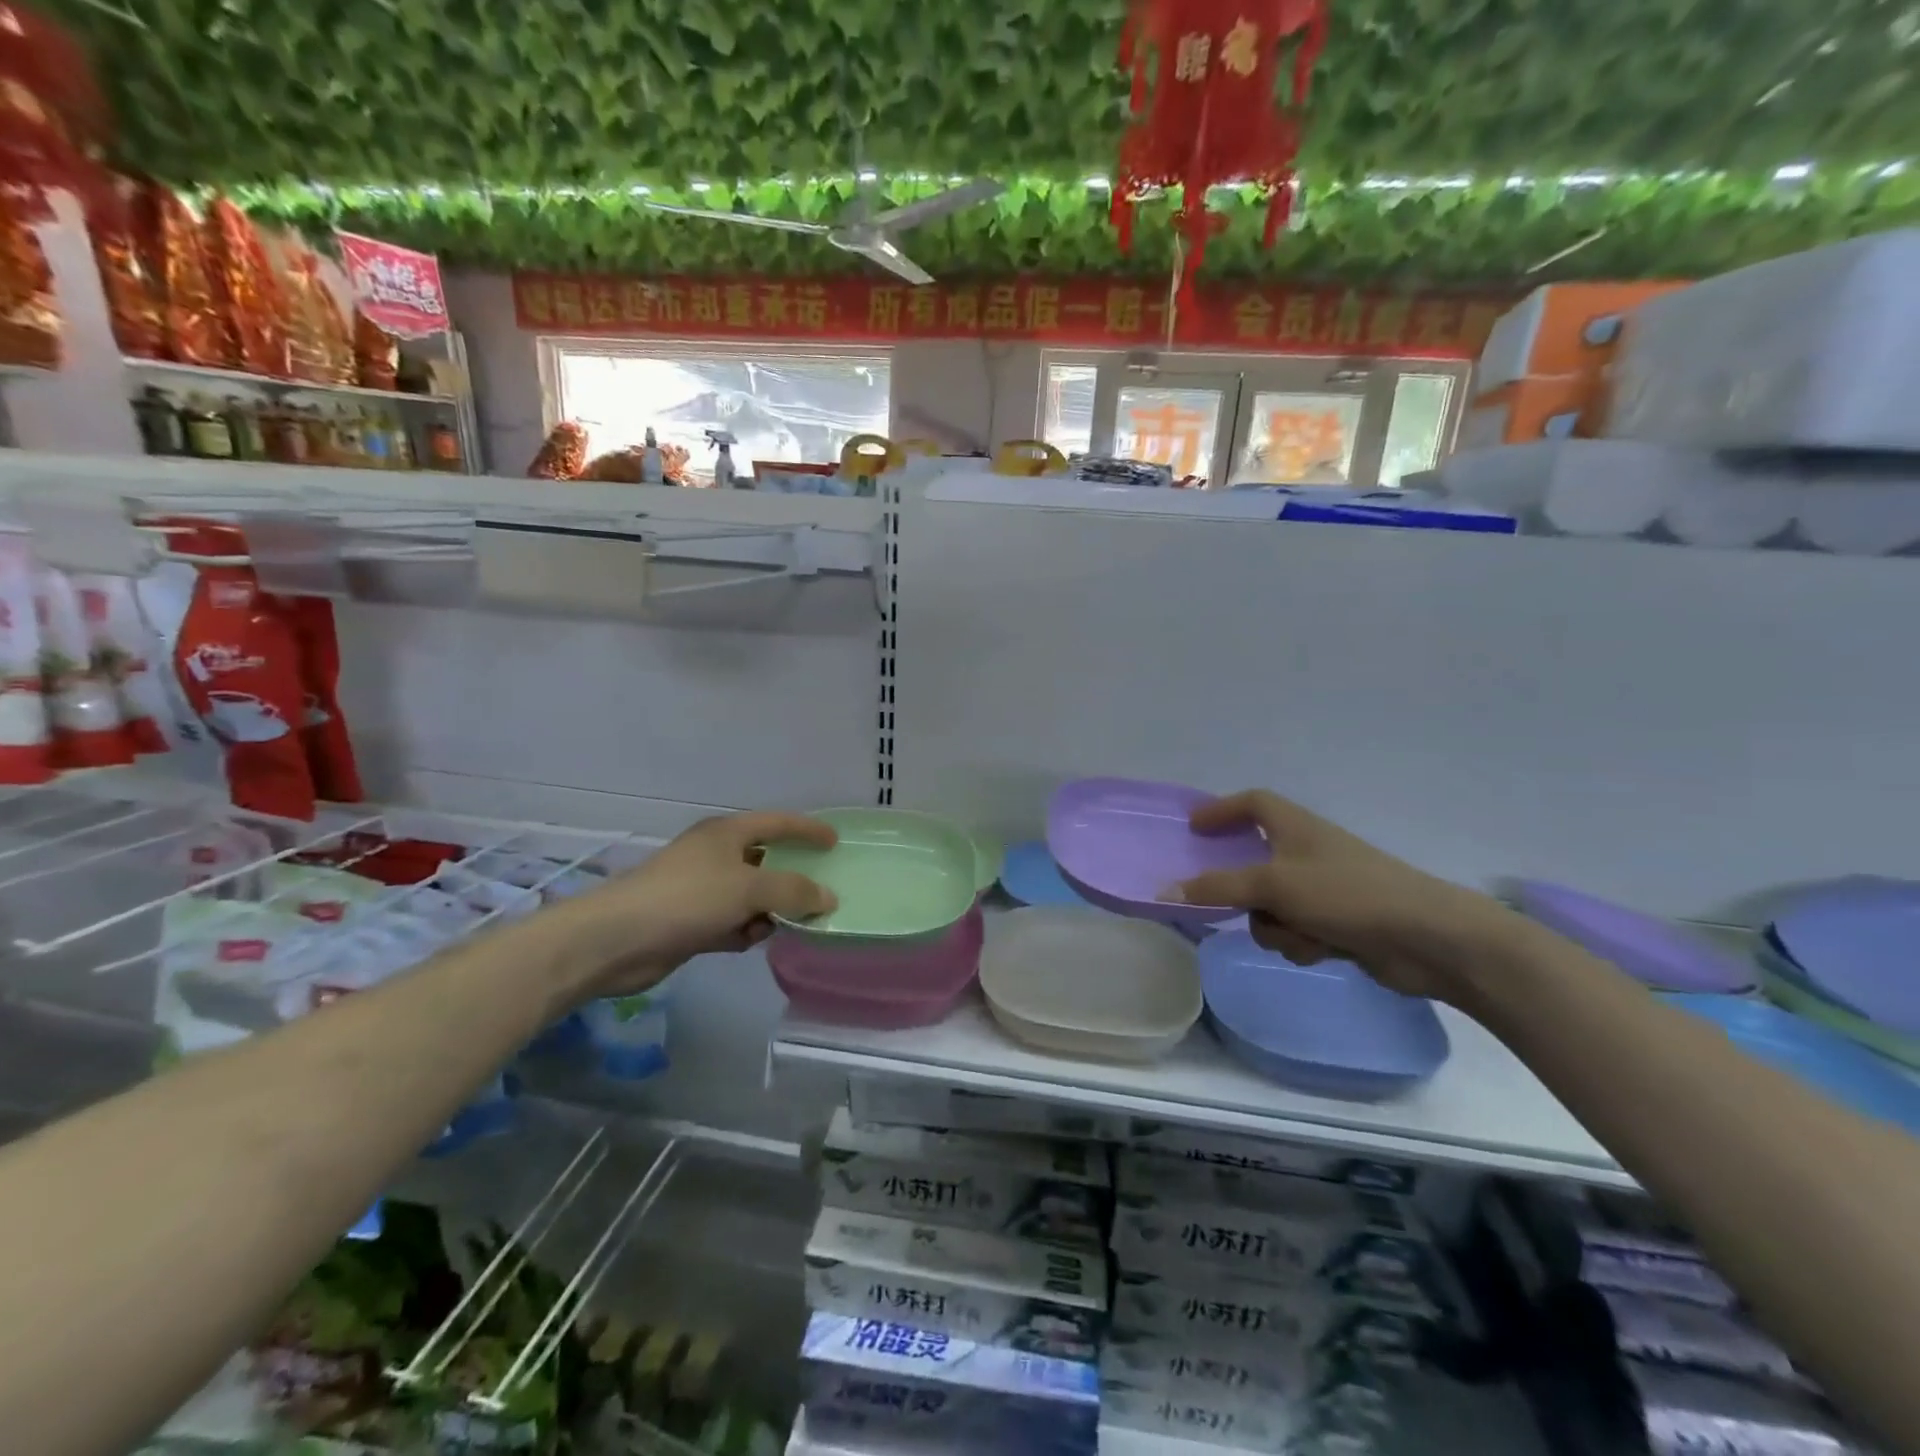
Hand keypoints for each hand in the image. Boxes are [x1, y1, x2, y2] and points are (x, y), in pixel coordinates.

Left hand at [554, 811, 837, 998]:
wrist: (616, 940)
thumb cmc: (687, 898)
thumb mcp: (748, 888)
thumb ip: (793, 891)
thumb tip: (828, 897)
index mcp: (726, 834)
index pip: (777, 823)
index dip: (807, 829)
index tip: (835, 841)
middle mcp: (715, 856)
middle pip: (765, 861)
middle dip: (791, 877)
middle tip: (822, 892)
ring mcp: (701, 890)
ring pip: (750, 896)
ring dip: (770, 910)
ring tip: (790, 924)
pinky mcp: (691, 923)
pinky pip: (732, 922)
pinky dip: (746, 930)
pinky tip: (753, 941)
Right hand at [1165, 790, 1515, 1003]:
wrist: (1427, 939)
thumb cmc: (1346, 894)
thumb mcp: (1273, 885)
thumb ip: (1217, 888)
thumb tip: (1164, 891)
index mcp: (1295, 827)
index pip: (1252, 803)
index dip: (1221, 810)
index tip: (1194, 827)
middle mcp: (1307, 852)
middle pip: (1254, 863)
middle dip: (1244, 891)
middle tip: (1224, 903)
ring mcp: (1324, 889)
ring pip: (1271, 905)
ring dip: (1276, 926)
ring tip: (1300, 936)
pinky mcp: (1337, 922)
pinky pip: (1295, 929)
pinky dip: (1300, 942)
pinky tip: (1322, 951)